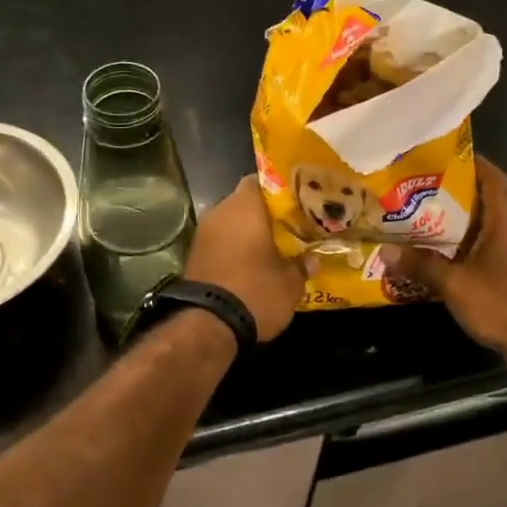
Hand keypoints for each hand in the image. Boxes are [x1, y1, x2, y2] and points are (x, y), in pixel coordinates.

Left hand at [185, 176, 305, 342]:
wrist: (208, 326)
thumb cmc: (255, 290)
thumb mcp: (290, 282)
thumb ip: (302, 265)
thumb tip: (312, 260)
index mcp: (245, 206)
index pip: (260, 180)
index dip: (278, 189)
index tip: (296, 200)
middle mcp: (220, 212)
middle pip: (245, 202)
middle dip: (264, 213)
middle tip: (288, 225)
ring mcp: (203, 234)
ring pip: (231, 223)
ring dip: (248, 232)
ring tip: (273, 246)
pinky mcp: (194, 256)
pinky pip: (220, 243)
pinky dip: (234, 249)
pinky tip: (252, 263)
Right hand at [388, 157, 506, 362]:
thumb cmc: (501, 302)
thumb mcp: (455, 284)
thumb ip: (422, 266)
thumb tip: (386, 252)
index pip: (495, 181)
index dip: (476, 164)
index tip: (451, 156)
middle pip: (491, 204)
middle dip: (460, 197)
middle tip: (426, 193)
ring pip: (492, 230)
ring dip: (465, 226)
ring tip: (431, 223)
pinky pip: (495, 252)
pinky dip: (473, 249)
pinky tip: (450, 258)